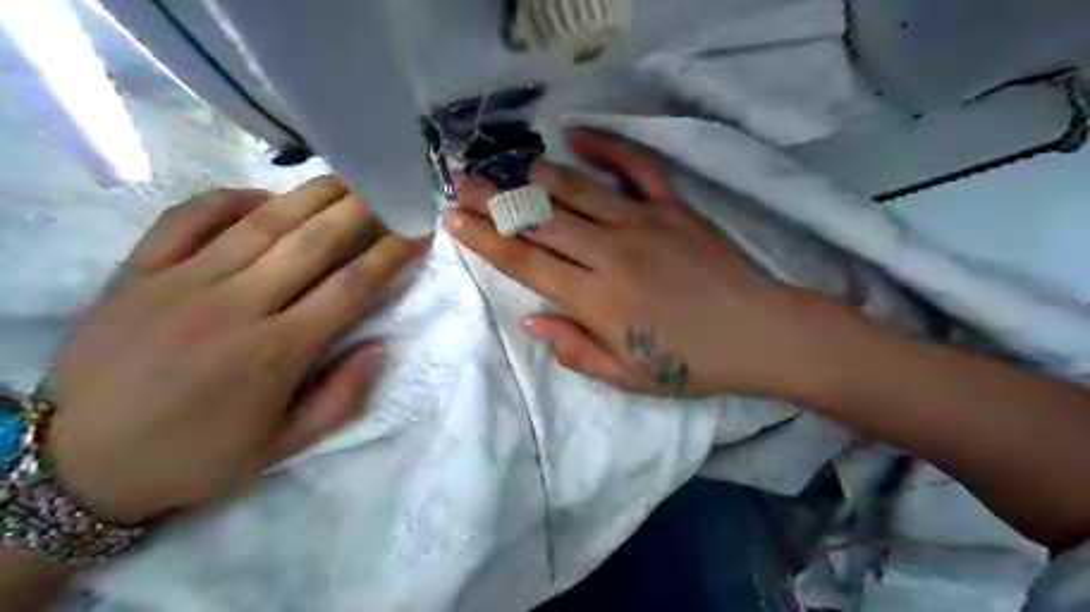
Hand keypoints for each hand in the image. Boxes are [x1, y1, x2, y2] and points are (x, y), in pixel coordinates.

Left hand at [46, 175, 430, 521]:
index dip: (391, 254)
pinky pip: (188, 218)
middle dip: (361, 211)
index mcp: (276, 353)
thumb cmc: (196, 457)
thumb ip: (340, 399)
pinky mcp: (137, 272)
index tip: (417, 230)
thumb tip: (378, 346)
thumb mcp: (282, 447)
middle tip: (389, 187)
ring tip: (347, 176)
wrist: (76, 467)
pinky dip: (228, 198)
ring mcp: (182, 283)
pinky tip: (262, 194)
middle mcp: (235, 307)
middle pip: (313, 243)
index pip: (351, 287)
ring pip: (261, 223)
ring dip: (311, 195)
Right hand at [446, 132, 836, 397]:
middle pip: (539, 220)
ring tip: (502, 165)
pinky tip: (579, 135)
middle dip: (493, 201)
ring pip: (576, 190)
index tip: (452, 219)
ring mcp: (643, 222)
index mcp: (596, 299)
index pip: (525, 263)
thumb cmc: (690, 363)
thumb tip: (530, 319)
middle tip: (460, 181)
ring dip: (533, 176)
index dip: (484, 240)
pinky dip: (607, 147)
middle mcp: (611, 253)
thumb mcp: (627, 376)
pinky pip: (636, 167)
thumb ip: (574, 349)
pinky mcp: (673, 207)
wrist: (759, 333)